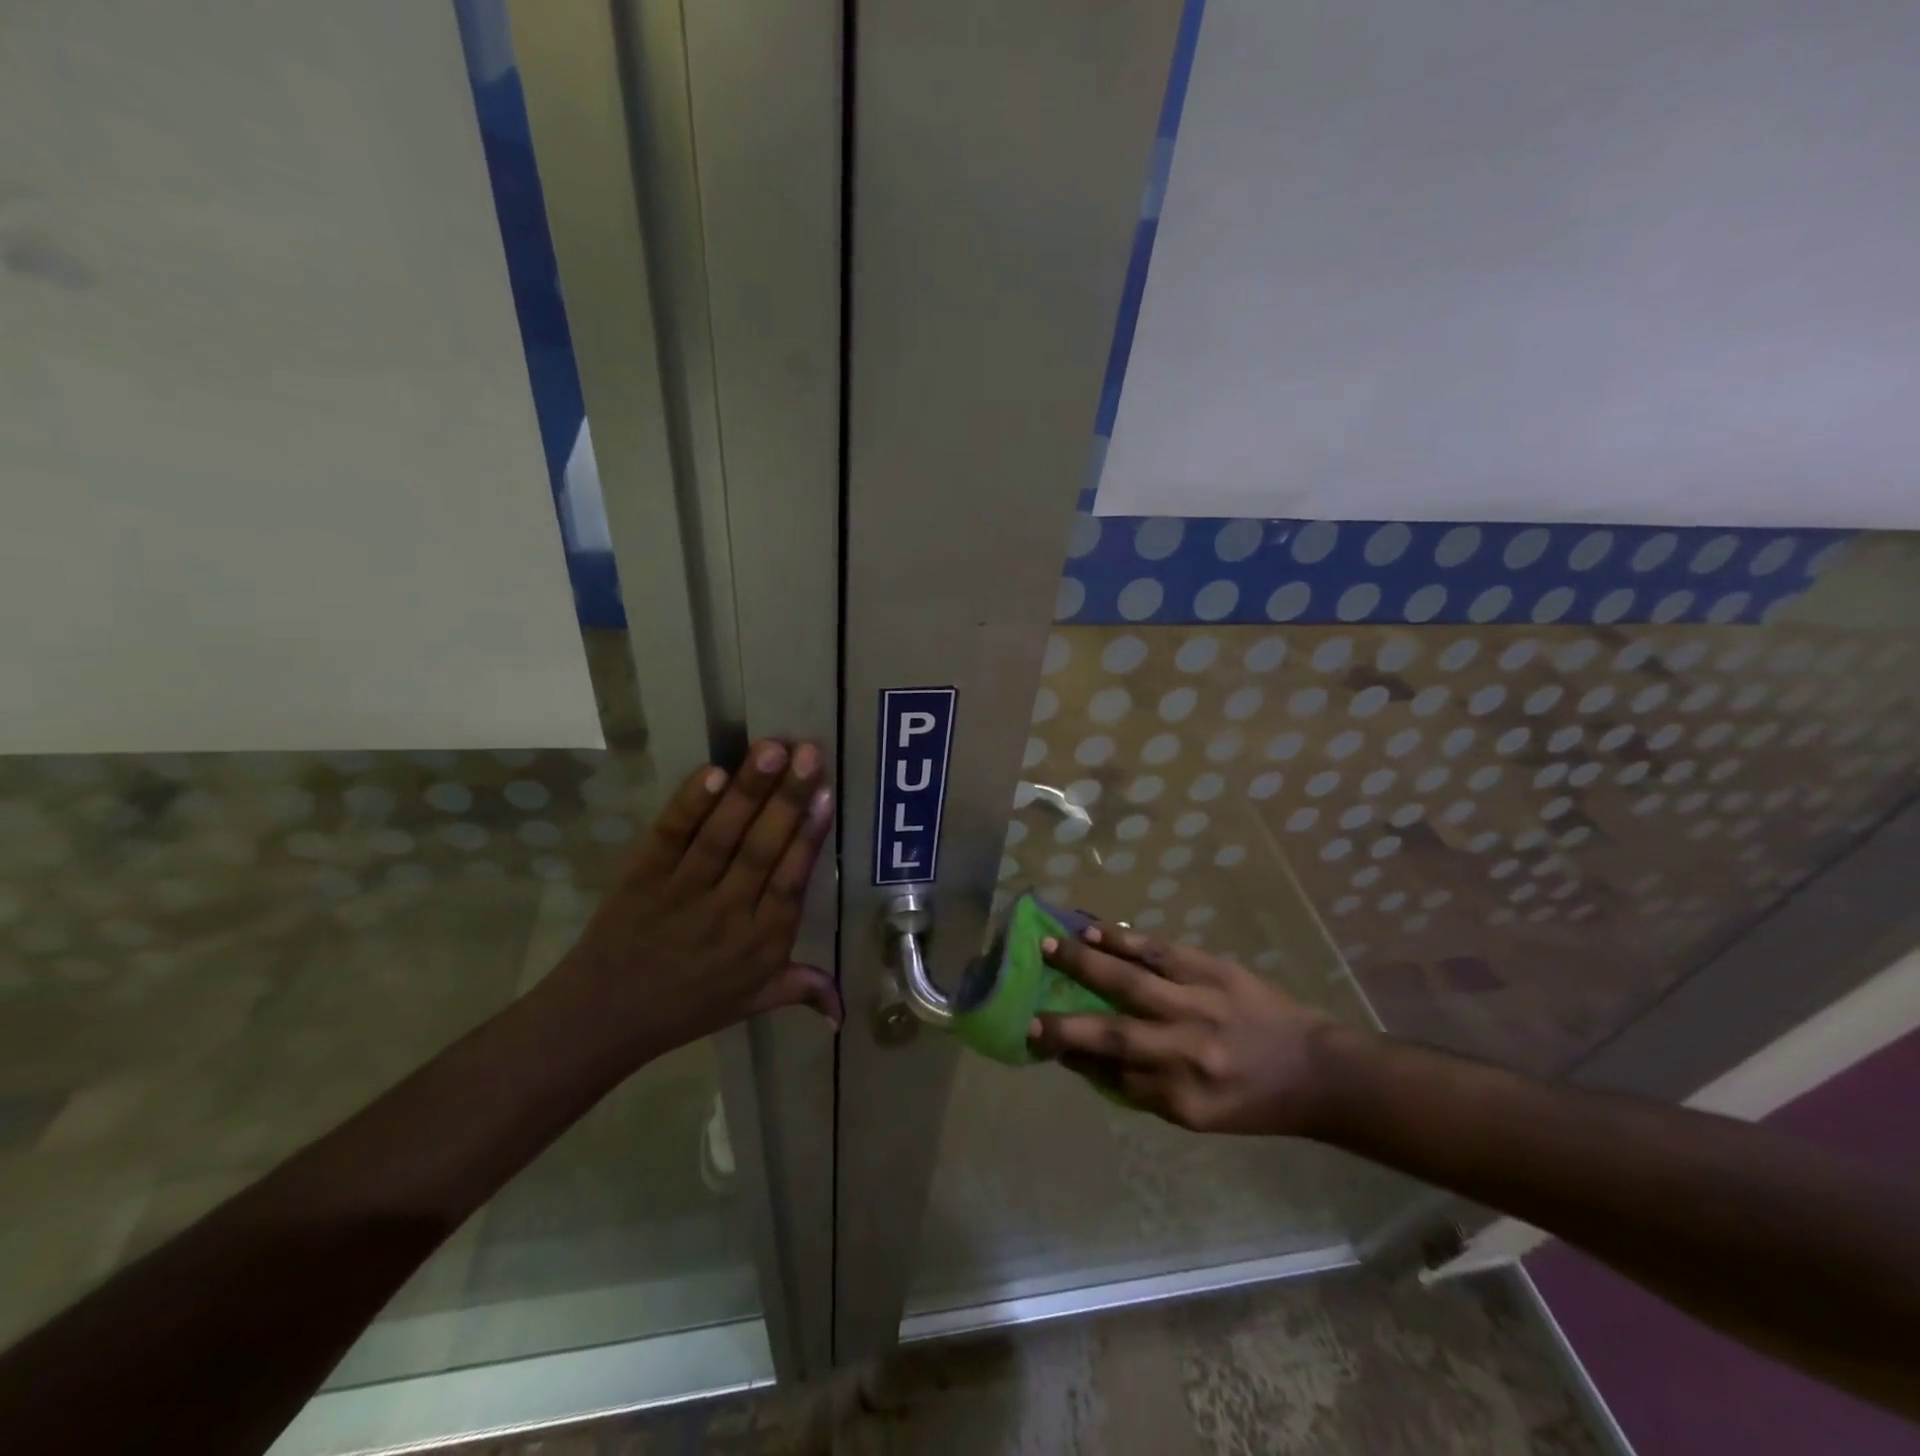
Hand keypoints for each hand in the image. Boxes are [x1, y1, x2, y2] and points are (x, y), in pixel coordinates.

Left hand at [549, 740, 839, 1064]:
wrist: (603, 1019)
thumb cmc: (688, 1007)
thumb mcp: (753, 1002)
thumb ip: (802, 988)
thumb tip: (845, 1009)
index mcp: (762, 942)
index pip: (791, 881)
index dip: (809, 836)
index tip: (826, 793)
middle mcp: (728, 914)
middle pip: (762, 849)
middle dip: (788, 798)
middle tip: (809, 753)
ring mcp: (682, 893)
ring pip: (721, 836)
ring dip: (748, 790)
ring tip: (771, 749)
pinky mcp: (642, 877)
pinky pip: (670, 837)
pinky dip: (690, 805)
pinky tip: (713, 773)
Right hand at [1028, 923, 1338, 1136]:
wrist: (1317, 1069)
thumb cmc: (1254, 1100)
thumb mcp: (1200, 1115)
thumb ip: (1144, 1088)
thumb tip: (1087, 1058)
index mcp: (1184, 1100)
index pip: (1114, 1077)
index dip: (1074, 1058)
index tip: (1038, 1040)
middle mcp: (1188, 1052)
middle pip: (1115, 1035)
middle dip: (1065, 1023)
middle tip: (1026, 1011)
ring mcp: (1200, 1006)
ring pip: (1131, 982)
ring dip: (1085, 963)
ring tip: (1048, 945)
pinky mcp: (1212, 970)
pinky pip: (1159, 951)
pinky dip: (1123, 939)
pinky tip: (1093, 930)